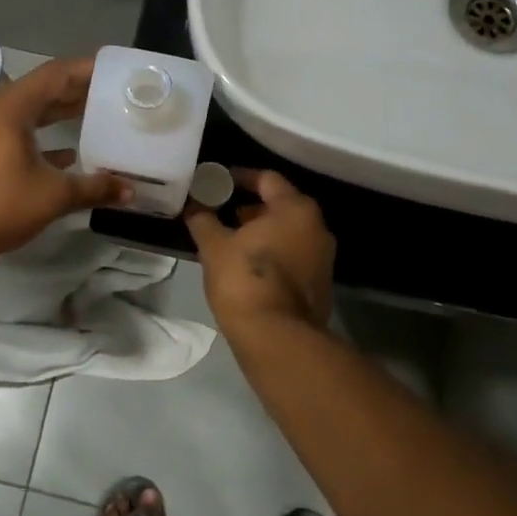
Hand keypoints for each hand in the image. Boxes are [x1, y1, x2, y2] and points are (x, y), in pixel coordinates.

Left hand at [0, 56, 126, 261]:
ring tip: (97, 117)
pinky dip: (43, 137)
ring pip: (29, 112)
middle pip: (42, 89)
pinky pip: (17, 132)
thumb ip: (93, 188)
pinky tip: (68, 155)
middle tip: (113, 93)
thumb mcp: (52, 196)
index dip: (87, 69)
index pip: (56, 74)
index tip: (116, 71)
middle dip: (77, 91)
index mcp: (10, 107)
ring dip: (60, 114)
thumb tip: (130, 191)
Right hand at [184, 169, 334, 334]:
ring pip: (288, 232)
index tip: (218, 182)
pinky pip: (293, 255)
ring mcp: (323, 257)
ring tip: (230, 239)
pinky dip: (273, 252)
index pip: (267, 179)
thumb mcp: (214, 246)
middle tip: (222, 211)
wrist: (277, 337)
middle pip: (281, 205)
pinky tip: (247, 264)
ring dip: (262, 231)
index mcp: (295, 209)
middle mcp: (317, 227)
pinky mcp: (320, 283)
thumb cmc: (245, 280)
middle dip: (251, 207)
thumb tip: (193, 206)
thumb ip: (203, 220)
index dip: (240, 177)